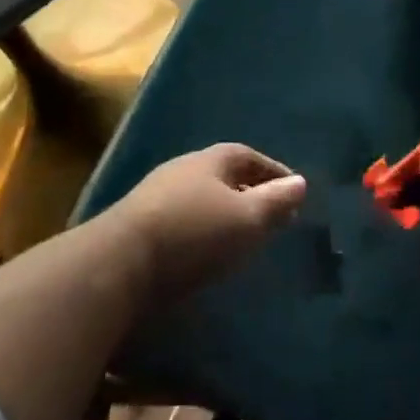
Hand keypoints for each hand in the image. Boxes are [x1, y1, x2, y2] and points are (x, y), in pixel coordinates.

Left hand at [110, 143, 306, 305]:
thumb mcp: (248, 218)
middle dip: (250, 192)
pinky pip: (183, 219)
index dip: (274, 172)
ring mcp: (155, 196)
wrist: (119, 264)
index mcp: (210, 160)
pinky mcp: (138, 226)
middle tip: (271, 215)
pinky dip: (203, 230)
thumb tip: (300, 183)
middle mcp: (182, 170)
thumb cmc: (195, 233)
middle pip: (224, 175)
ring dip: (224, 213)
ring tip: (243, 236)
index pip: (249, 156)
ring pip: (201, 198)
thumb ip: (276, 201)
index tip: (293, 192)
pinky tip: (207, 251)